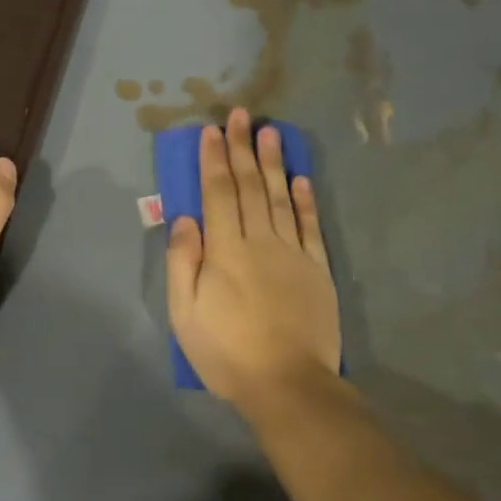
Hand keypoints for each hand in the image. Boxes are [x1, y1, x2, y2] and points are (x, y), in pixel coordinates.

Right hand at [166, 109, 340, 408]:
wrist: (288, 384)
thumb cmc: (227, 352)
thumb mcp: (185, 314)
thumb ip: (183, 263)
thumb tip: (185, 218)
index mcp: (225, 251)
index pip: (218, 194)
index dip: (214, 160)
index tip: (212, 131)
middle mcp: (260, 241)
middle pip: (250, 187)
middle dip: (242, 149)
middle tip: (241, 115)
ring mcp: (293, 253)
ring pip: (281, 198)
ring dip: (274, 163)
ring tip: (270, 132)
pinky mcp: (317, 269)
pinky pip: (310, 226)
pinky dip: (306, 200)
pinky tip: (301, 178)